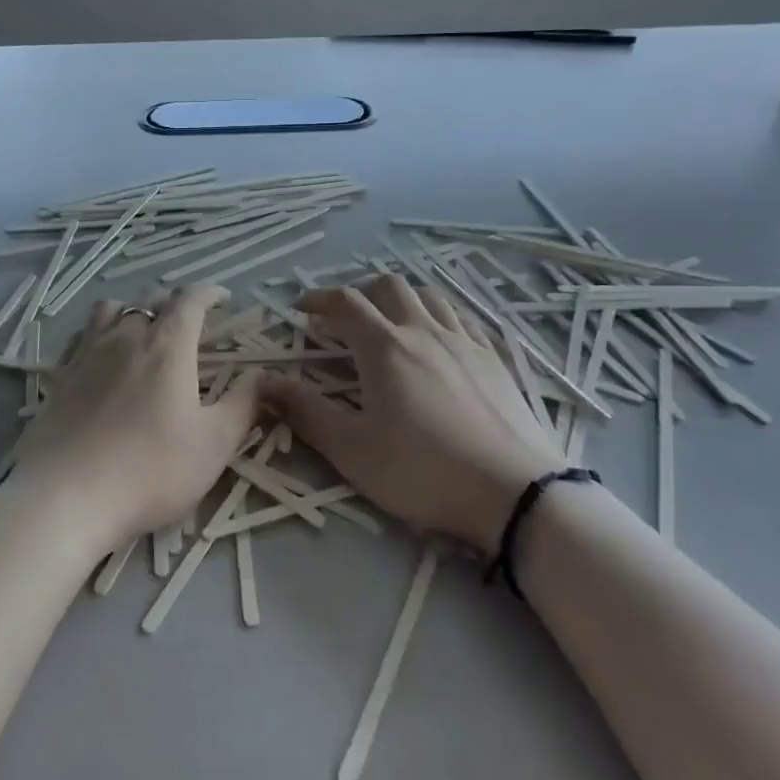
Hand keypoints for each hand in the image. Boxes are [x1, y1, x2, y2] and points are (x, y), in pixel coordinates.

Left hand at [19, 286, 260, 541]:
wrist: (65, 498)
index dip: (210, 293)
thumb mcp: (214, 444)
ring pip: (109, 310)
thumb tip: (260, 375)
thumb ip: (243, 404)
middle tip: (188, 321)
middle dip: (173, 302)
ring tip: (141, 330)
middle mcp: (126, 337)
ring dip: (131, 310)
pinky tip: (101, 356)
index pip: (190, 299)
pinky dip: (98, 334)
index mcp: (168, 346)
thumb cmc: (150, 471)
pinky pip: (81, 336)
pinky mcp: (59, 377)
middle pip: (150, 300)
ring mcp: (86, 354)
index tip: (223, 298)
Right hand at [260, 274, 563, 555]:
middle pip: (389, 286)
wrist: (515, 493)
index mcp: (385, 348)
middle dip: (361, 292)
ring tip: (391, 323)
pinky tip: (439, 342)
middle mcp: (424, 331)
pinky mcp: (494, 359)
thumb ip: (306, 413)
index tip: (300, 310)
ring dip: (402, 300)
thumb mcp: (353, 451)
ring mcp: (465, 342)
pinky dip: (440, 318)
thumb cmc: (424, 472)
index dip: (317, 299)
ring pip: (429, 296)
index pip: (345, 303)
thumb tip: (264, 383)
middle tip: (345, 319)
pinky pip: (463, 319)